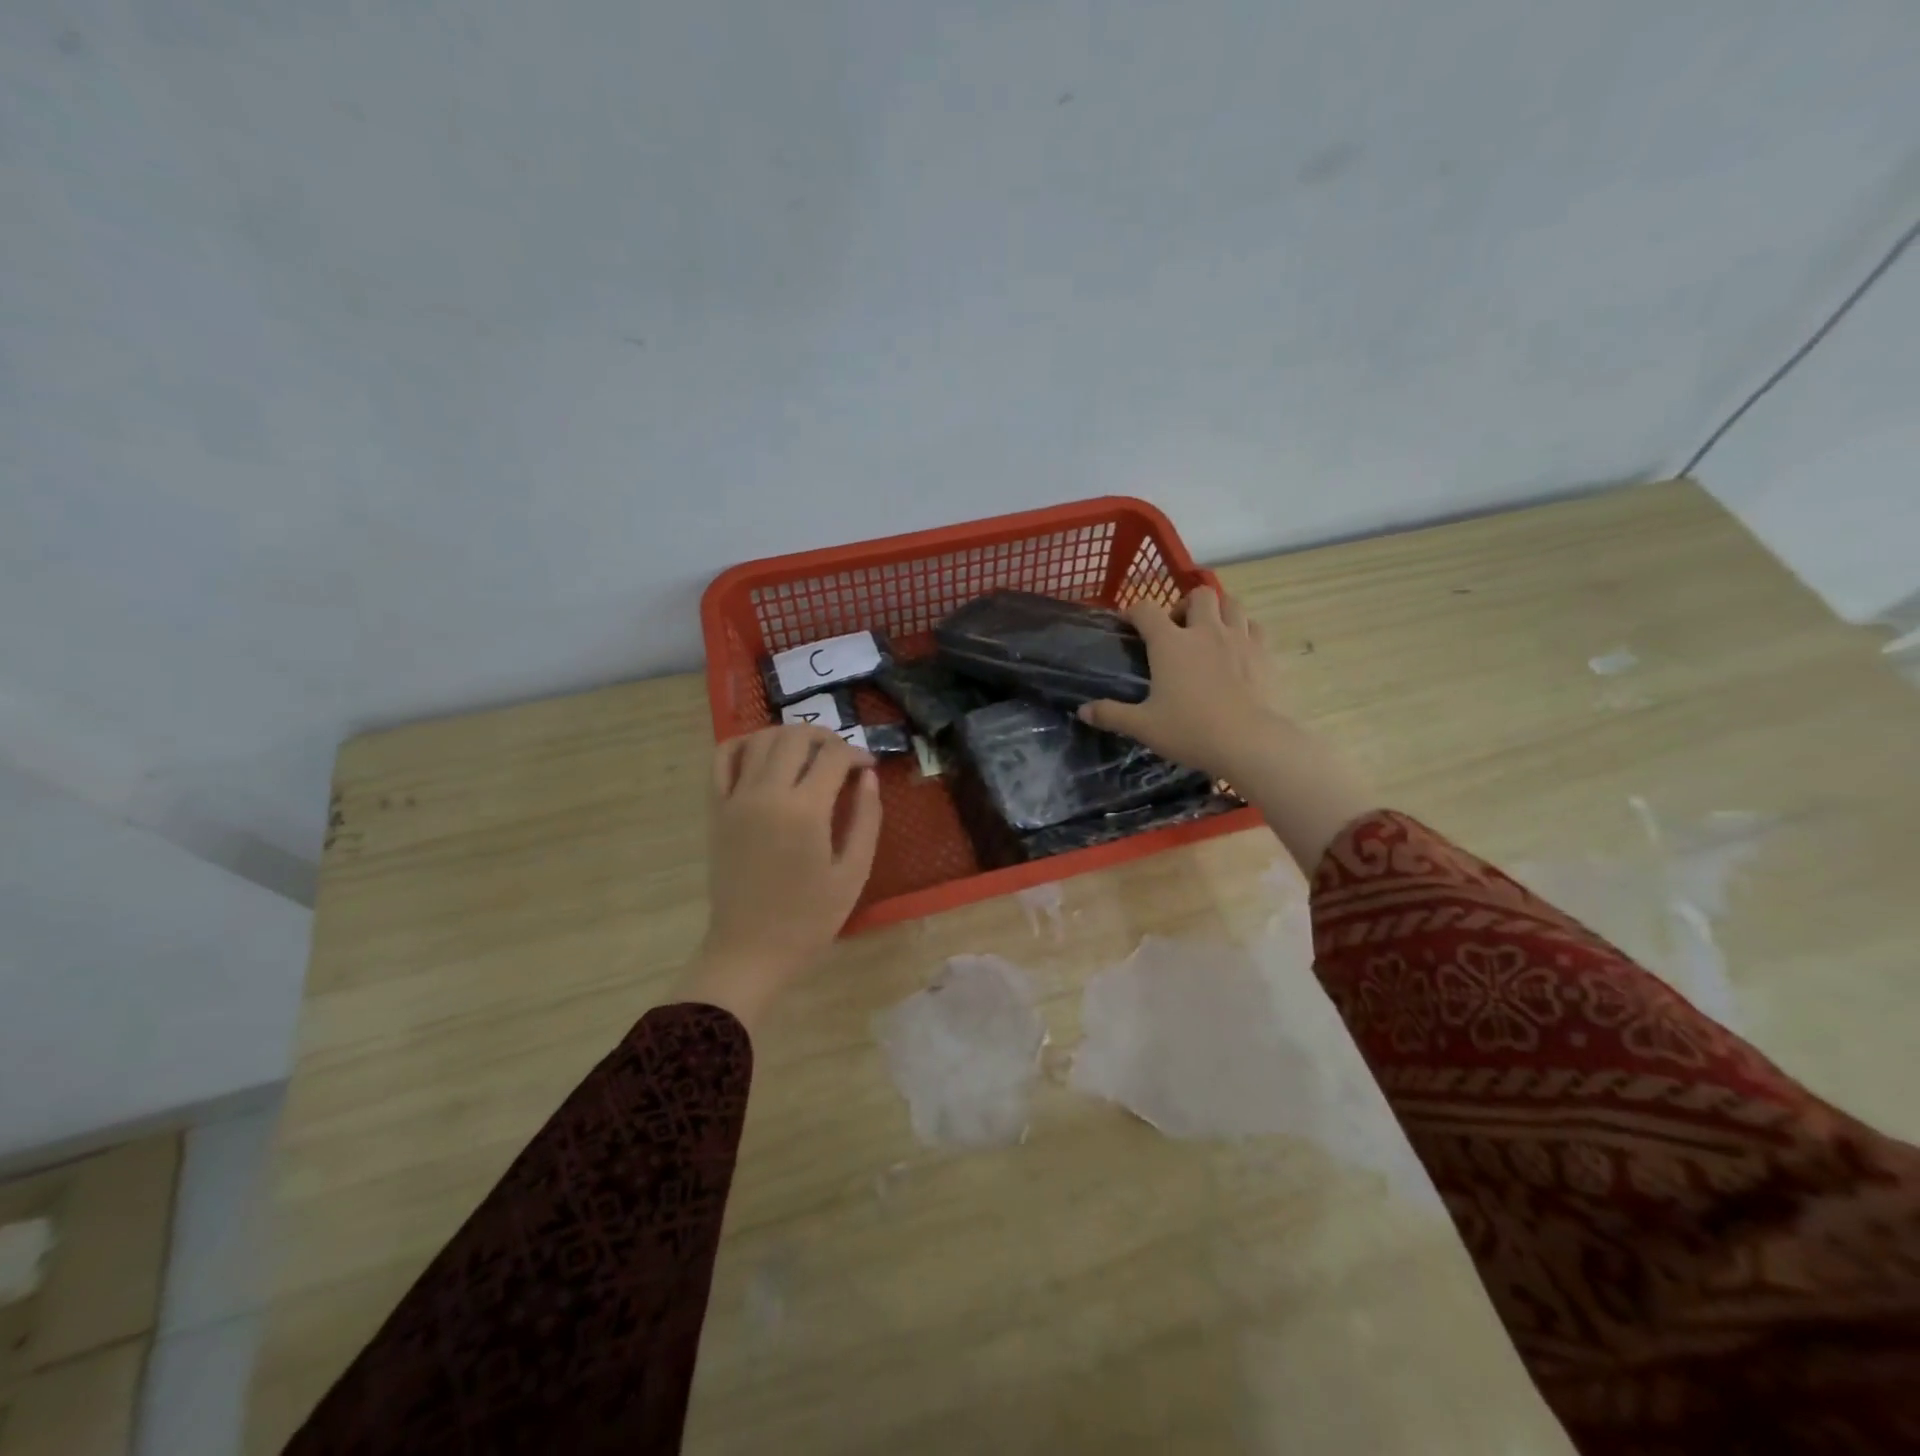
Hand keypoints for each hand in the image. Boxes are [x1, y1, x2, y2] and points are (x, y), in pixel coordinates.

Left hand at [677, 725, 882, 1029]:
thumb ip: (866, 818)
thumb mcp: (853, 872)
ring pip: (761, 739)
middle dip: (826, 737)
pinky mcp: (716, 809)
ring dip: (790, 736)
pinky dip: (744, 744)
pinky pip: (723, 759)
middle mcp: (767, 794)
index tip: (868, 768)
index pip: (834, 757)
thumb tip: (869, 778)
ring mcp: (736, 799)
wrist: (750, 949)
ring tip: (809, 754)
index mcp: (805, 811)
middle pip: (796, 737)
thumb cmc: (809, 918)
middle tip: (842, 757)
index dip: (857, 754)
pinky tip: (764, 754)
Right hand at [1079, 586, 1376, 874]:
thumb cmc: (1190, 731)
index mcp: (1170, 643)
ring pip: (1231, 603)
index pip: (1146, 610)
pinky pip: (1255, 627)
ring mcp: (1239, 638)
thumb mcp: (1143, 726)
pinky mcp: (1264, 652)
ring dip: (1218, 611)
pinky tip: (1239, 648)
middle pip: (1198, 595)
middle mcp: (1204, 630)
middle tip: (1179, 629)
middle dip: (1185, 605)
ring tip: (1211, 632)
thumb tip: (1082, 711)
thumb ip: (1111, 715)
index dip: (1135, 611)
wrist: (1250, 742)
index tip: (1130, 623)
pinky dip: (1245, 630)